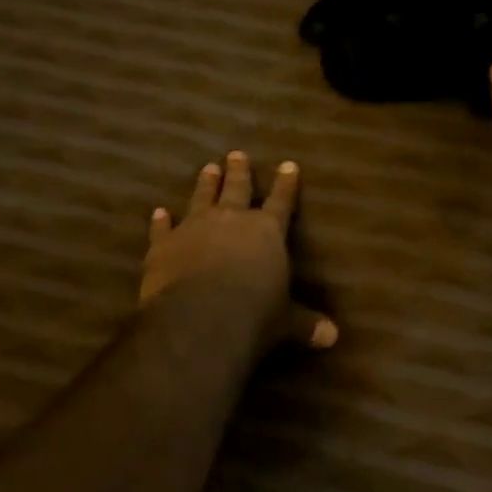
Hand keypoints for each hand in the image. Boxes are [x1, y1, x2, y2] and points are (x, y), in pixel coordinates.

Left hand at [139, 151, 337, 351]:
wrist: (199, 320)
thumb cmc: (254, 316)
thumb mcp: (286, 322)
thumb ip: (305, 324)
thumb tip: (333, 337)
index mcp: (267, 231)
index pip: (281, 201)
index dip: (285, 184)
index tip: (288, 165)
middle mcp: (231, 220)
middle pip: (236, 188)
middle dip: (239, 172)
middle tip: (237, 154)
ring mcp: (194, 228)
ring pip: (201, 198)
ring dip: (205, 184)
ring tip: (208, 167)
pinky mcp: (163, 244)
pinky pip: (162, 228)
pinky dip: (160, 221)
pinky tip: (158, 212)